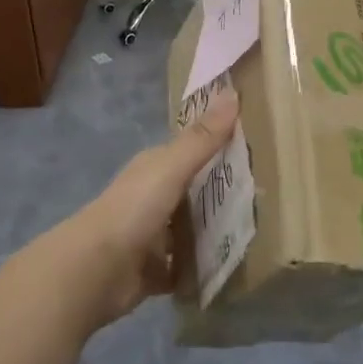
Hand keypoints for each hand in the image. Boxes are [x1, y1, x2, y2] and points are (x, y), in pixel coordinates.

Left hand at [76, 88, 240, 327]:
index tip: (256, 147)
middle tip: (268, 194)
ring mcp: (151, 236)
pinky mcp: (153, 271)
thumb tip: (232, 92)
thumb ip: (202, 138)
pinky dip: (201, 268)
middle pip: (193, 191)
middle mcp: (151, 199)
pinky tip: (230, 268)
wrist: (95, 271)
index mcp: (153, 169)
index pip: (190, 151)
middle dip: (222, 192)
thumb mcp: (172, 168)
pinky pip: (184, 267)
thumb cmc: (133, 210)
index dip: (218, 146)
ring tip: (257, 231)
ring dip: (214, 231)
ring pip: (190, 229)